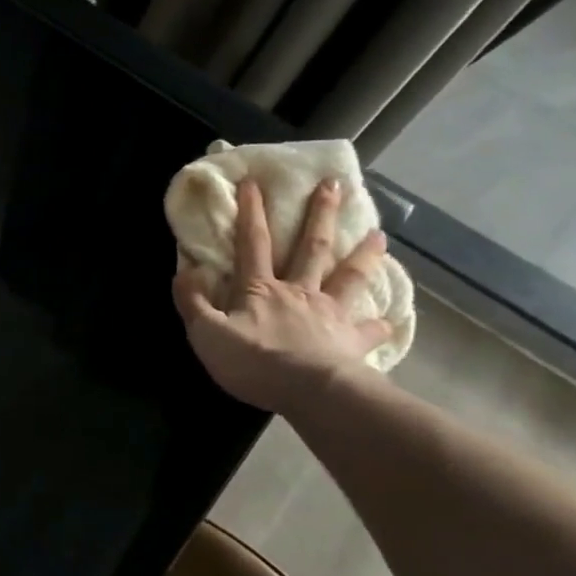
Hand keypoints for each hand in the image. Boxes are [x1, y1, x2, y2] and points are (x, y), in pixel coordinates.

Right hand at [172, 178, 393, 412]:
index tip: (254, 181)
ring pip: (349, 277)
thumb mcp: (206, 333)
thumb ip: (192, 301)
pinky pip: (369, 330)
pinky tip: (390, 319)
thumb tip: (185, 270)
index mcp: (260, 289)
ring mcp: (330, 315)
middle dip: (319, 214)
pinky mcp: (352, 342)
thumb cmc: (256, 362)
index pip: (253, 243)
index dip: (251, 212)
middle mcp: (299, 292)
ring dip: (363, 255)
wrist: (312, 393)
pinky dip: (379, 324)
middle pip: (311, 247)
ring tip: (380, 234)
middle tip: (334, 184)